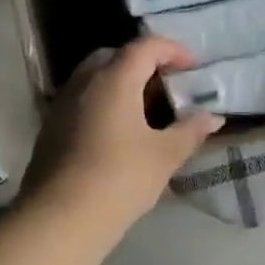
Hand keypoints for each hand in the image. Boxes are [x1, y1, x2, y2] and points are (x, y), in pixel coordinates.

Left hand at [22, 36, 223, 235]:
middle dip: (143, 62)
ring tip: (145, 110)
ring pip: (94, 78)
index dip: (173, 50)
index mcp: (114, 80)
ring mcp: (62, 105)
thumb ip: (191, 130)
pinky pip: (81, 100)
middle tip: (166, 85)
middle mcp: (84, 82)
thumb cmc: (120, 179)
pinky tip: (118, 132)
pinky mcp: (51, 128)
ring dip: (121, 83)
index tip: (193, 67)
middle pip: (114, 55)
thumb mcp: (165, 155)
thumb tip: (213, 117)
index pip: (145, 46)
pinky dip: (103, 102)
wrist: (61, 218)